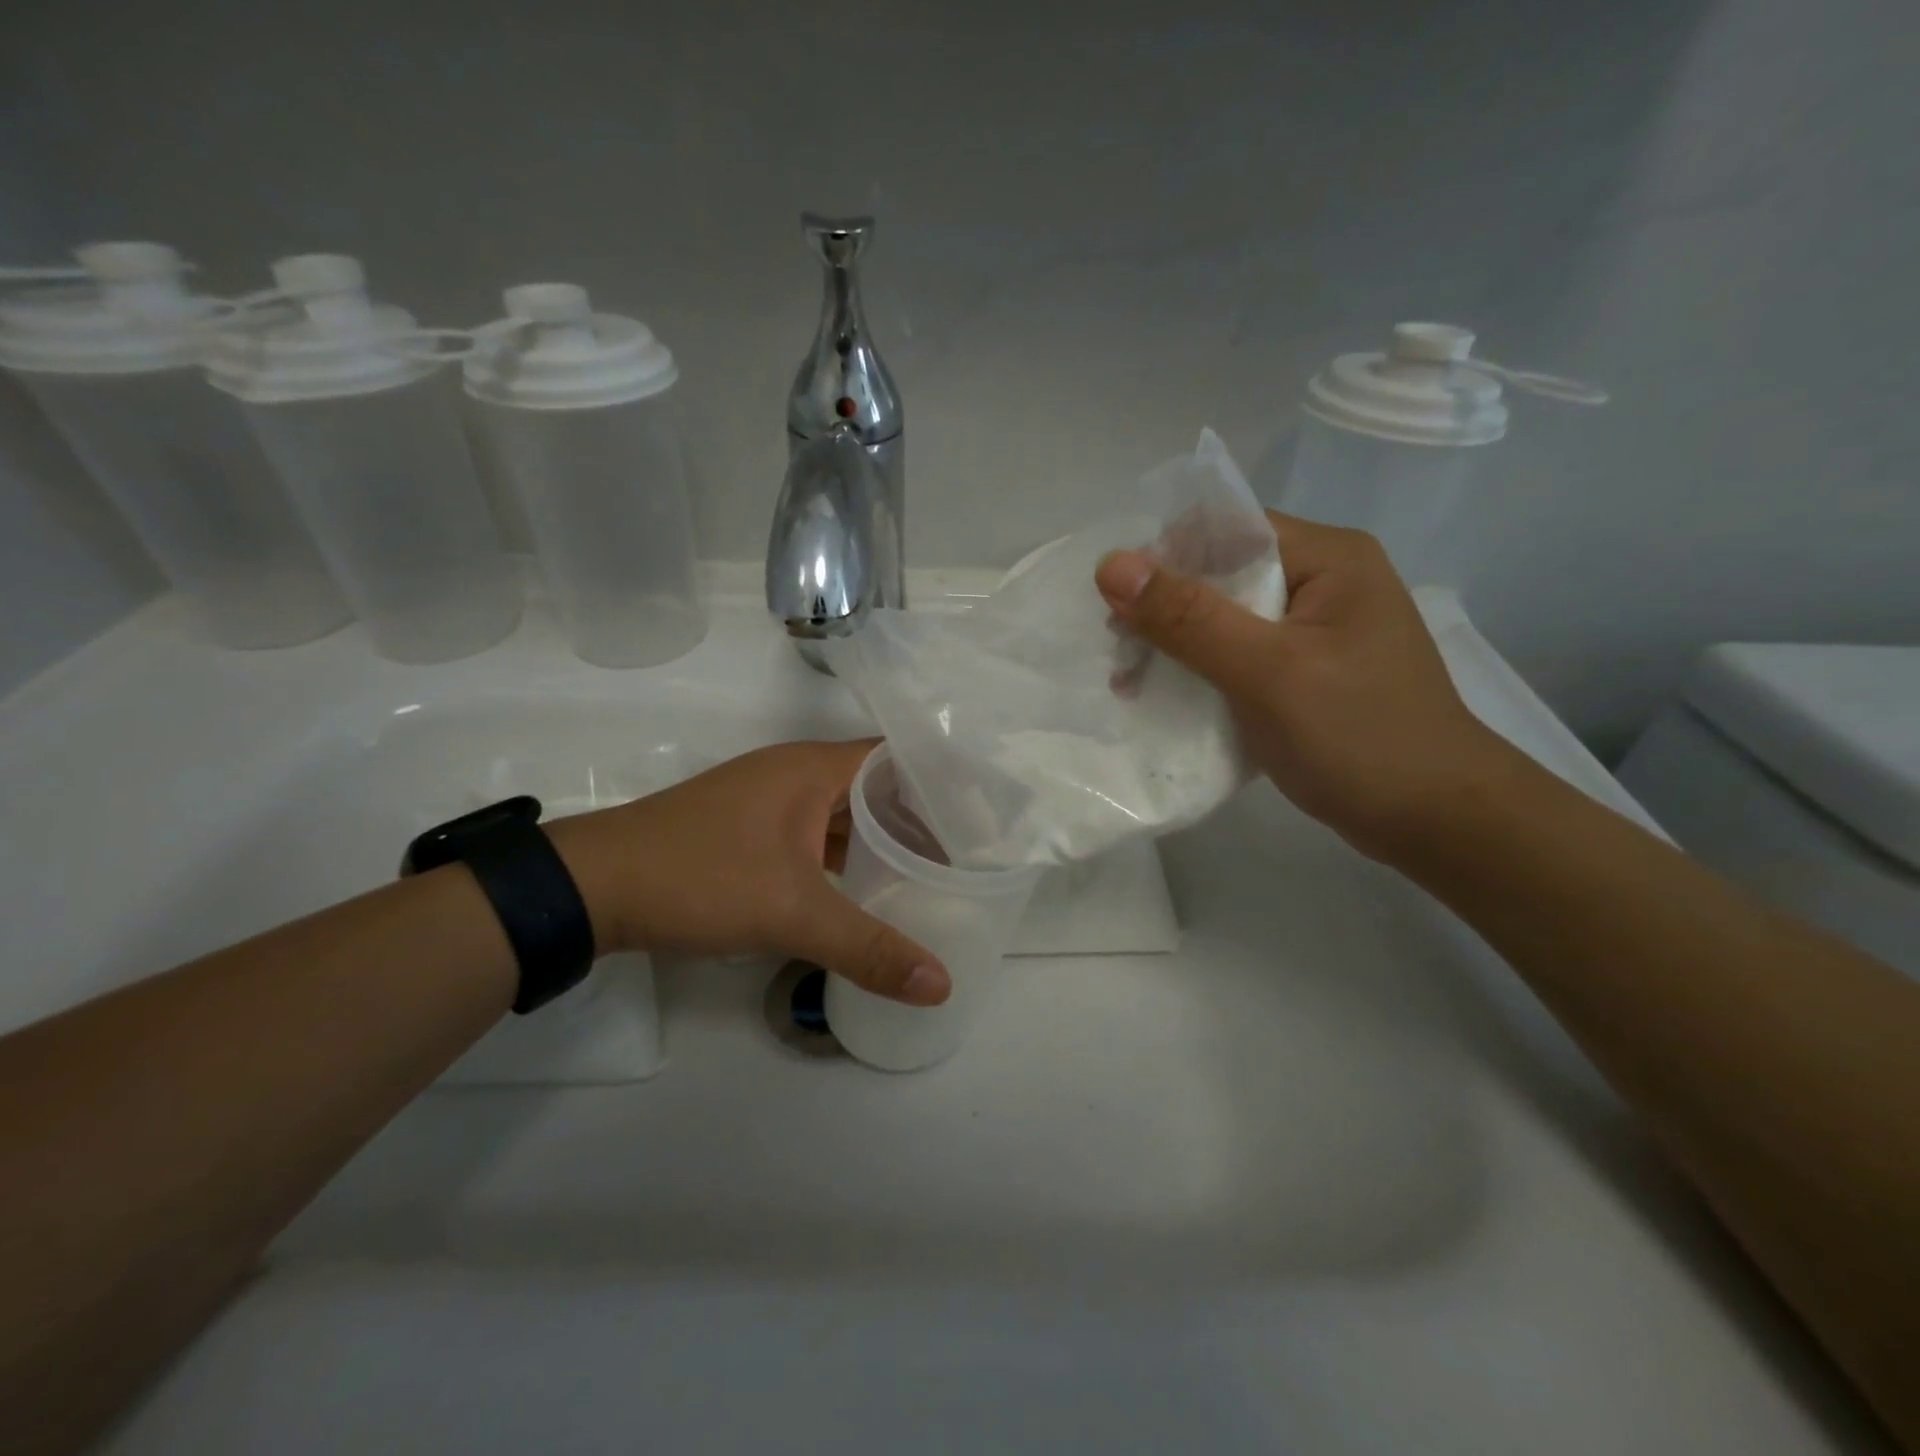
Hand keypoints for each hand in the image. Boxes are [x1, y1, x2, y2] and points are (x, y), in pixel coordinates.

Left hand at [545, 740, 949, 1004]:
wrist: (594, 888)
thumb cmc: (700, 877)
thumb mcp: (791, 913)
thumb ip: (868, 948)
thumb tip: (941, 985)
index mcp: (813, 768)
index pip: (897, 757)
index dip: (941, 781)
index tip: (981, 816)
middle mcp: (796, 773)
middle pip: (876, 785)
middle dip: (919, 817)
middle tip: (967, 853)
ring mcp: (771, 802)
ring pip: (844, 813)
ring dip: (881, 839)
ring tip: (929, 871)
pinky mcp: (751, 831)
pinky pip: (817, 835)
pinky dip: (846, 856)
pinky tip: (867, 887)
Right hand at [1095, 513, 1513, 862]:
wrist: (1437, 821)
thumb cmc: (1358, 737)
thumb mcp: (1266, 672)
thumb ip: (1188, 617)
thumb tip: (1110, 564)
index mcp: (1327, 558)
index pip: (1227, 530)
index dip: (1165, 558)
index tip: (1118, 607)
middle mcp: (1324, 581)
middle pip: (1222, 574)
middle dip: (1163, 611)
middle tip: (1120, 657)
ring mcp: (1318, 631)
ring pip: (1226, 620)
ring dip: (1176, 647)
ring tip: (1131, 686)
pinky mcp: (1310, 673)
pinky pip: (1241, 657)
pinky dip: (1202, 673)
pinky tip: (1171, 699)